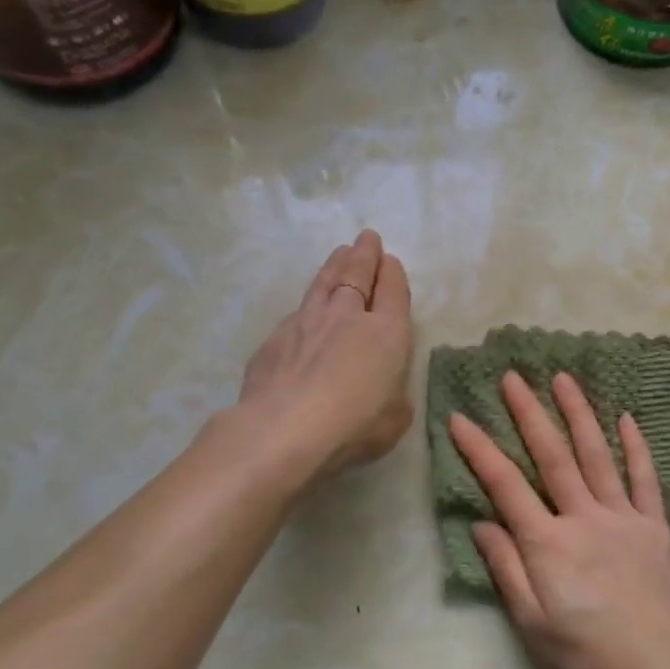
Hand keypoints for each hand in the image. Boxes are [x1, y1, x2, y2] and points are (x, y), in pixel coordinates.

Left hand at [237, 230, 413, 479]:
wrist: (284, 430)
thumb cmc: (354, 426)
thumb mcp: (395, 417)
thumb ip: (393, 395)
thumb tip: (385, 388)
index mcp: (387, 332)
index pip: (393, 291)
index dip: (393, 274)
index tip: (390, 261)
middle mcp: (347, 316)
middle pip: (357, 274)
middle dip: (365, 254)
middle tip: (367, 238)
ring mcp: (306, 323)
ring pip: (324, 283)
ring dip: (334, 265)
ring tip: (340, 252)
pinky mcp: (274, 339)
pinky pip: (296, 313)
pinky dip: (307, 306)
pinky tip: (305, 310)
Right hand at [449, 371, 669, 668]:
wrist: (660, 668)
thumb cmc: (587, 653)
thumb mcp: (532, 623)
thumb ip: (506, 568)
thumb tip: (482, 522)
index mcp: (548, 543)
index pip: (505, 485)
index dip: (480, 450)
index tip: (460, 417)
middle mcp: (583, 517)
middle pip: (552, 456)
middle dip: (529, 413)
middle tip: (512, 377)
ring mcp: (623, 516)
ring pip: (597, 455)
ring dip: (578, 415)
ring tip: (563, 379)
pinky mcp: (654, 525)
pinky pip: (644, 479)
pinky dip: (635, 447)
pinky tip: (626, 419)